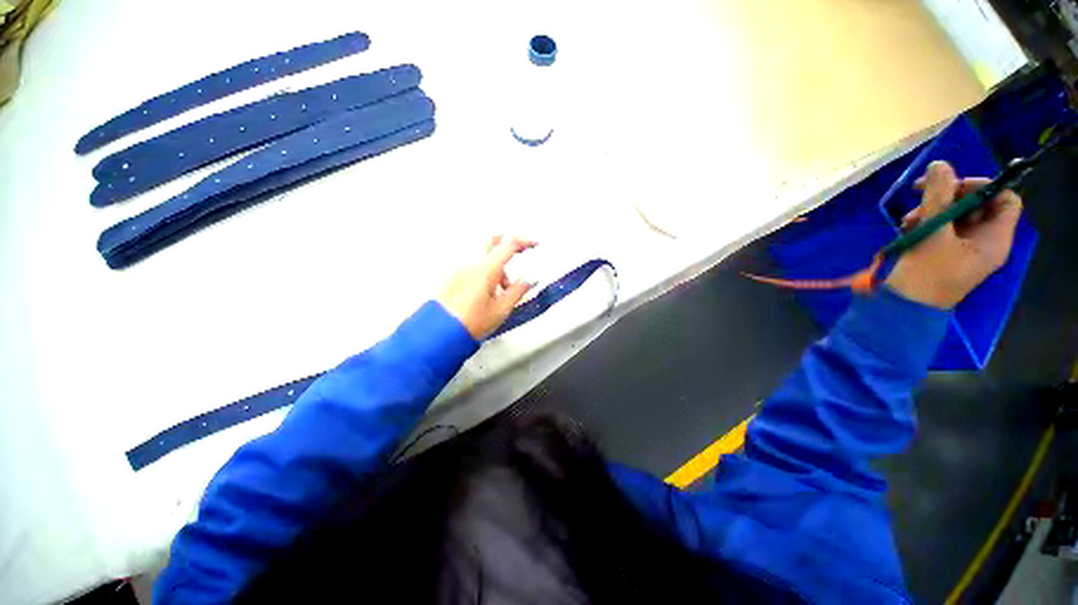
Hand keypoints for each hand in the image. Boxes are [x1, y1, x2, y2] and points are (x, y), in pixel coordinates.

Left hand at [437, 236, 536, 338]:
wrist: (441, 333)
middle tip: (515, 258)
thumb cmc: (469, 323)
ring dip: (495, 265)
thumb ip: (518, 291)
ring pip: (482, 255)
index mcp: (486, 270)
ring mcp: (458, 269)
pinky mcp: (451, 277)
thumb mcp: (501, 310)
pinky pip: (471, 266)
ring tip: (501, 289)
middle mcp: (470, 264)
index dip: (524, 242)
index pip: (509, 245)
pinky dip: (482, 271)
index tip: (534, 244)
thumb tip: (530, 280)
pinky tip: (485, 291)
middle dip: (506, 247)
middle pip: (491, 242)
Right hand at [885, 161, 1022, 309]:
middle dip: (953, 189)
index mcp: (995, 241)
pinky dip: (932, 213)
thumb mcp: (933, 230)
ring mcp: (972, 243)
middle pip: (982, 197)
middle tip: (927, 192)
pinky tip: (912, 223)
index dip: (986, 185)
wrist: (907, 313)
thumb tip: (942, 166)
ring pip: (963, 204)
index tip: (959, 187)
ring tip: (912, 214)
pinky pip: (951, 216)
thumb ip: (940, 190)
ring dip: (937, 201)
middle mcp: (988, 240)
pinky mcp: (957, 245)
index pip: (1008, 198)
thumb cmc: (927, 277)